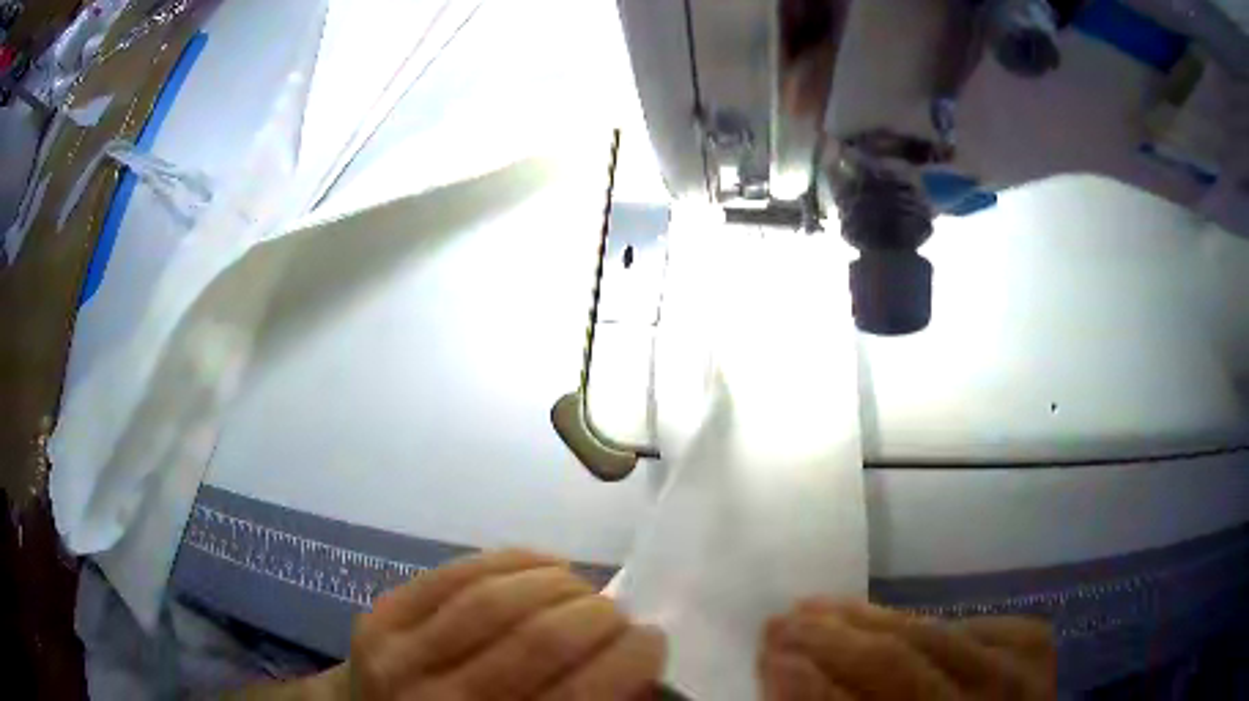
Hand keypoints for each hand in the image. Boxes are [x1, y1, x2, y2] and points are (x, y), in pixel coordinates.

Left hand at [347, 549, 666, 699]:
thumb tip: (642, 673)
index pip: (579, 695)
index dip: (631, 658)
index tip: (653, 639)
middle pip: (540, 639)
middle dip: (598, 615)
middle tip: (618, 614)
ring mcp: (399, 655)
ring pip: (495, 599)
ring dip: (557, 583)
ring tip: (580, 588)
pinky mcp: (377, 616)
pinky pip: (453, 574)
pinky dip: (508, 561)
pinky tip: (540, 565)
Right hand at [760, 599, 1055, 699]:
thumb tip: (785, 677)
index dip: (809, 687)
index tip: (768, 657)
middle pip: (898, 666)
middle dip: (830, 642)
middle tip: (779, 623)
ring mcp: (1018, 674)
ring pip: (931, 634)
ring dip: (867, 619)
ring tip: (818, 607)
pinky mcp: (1033, 644)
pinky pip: (967, 623)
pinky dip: (924, 621)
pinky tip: (890, 621)